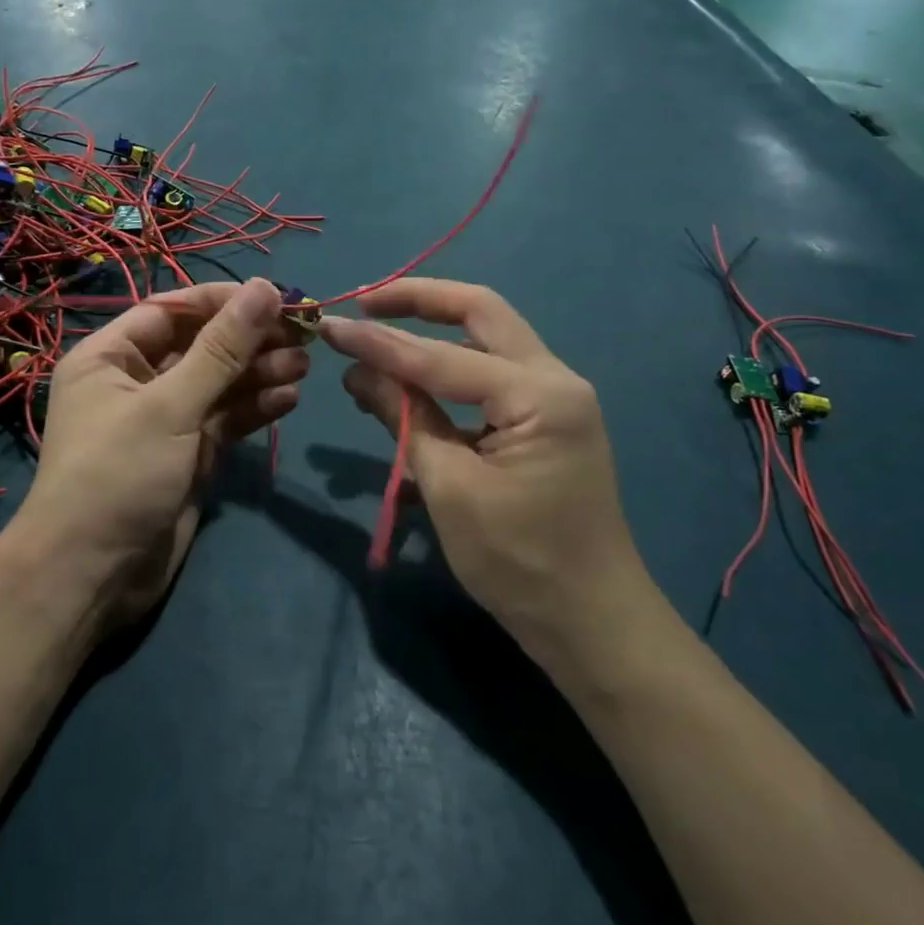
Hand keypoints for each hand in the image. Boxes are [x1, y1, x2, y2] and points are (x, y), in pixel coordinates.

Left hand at [12, 279, 305, 630]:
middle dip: (249, 339)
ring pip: (218, 383)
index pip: (172, 311)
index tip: (275, 297)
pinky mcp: (188, 455)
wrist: (93, 576)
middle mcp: (137, 382)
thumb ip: (221, 349)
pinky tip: (290, 398)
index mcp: (111, 357)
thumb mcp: (169, 406)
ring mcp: (165, 420)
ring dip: (259, 372)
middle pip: (201, 346)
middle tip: (302, 334)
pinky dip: (255, 409)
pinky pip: (225, 420)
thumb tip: (264, 288)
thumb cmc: (118, 475)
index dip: (222, 301)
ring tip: (304, 365)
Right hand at [320, 279, 660, 670]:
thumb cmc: (518, 563)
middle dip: (421, 301)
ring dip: (436, 330)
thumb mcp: (449, 488)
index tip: (331, 326)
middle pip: (482, 313)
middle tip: (366, 303)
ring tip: (379, 336)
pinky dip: (452, 368)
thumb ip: (404, 418)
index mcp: (539, 395)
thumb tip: (356, 370)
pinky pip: (494, 375)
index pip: (441, 357)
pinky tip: (415, 382)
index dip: (379, 343)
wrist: (592, 623)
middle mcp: (556, 379)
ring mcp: (557, 397)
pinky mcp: (548, 419)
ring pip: (489, 339)